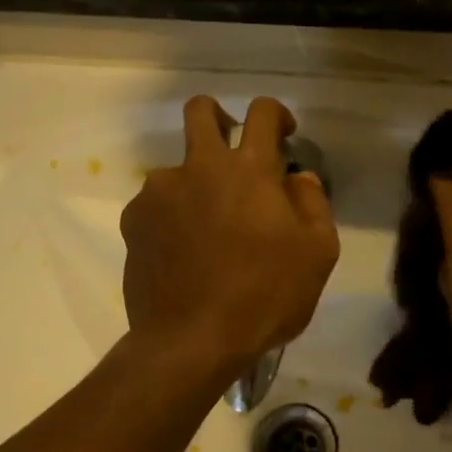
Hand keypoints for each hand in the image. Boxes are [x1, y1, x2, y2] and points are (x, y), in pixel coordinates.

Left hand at [120, 96, 338, 371]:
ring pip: (176, 168)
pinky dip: (171, 217)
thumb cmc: (265, 296)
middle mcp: (199, 167)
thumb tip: (299, 177)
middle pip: (200, 111)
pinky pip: (155, 205)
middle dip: (218, 116)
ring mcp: (159, 193)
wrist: (192, 340)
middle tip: (231, 145)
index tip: (284, 133)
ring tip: (208, 229)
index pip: (262, 112)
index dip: (276, 113)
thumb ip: (313, 204)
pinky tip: (182, 252)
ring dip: (195, 184)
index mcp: (249, 169)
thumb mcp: (318, 253)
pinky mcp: (134, 222)